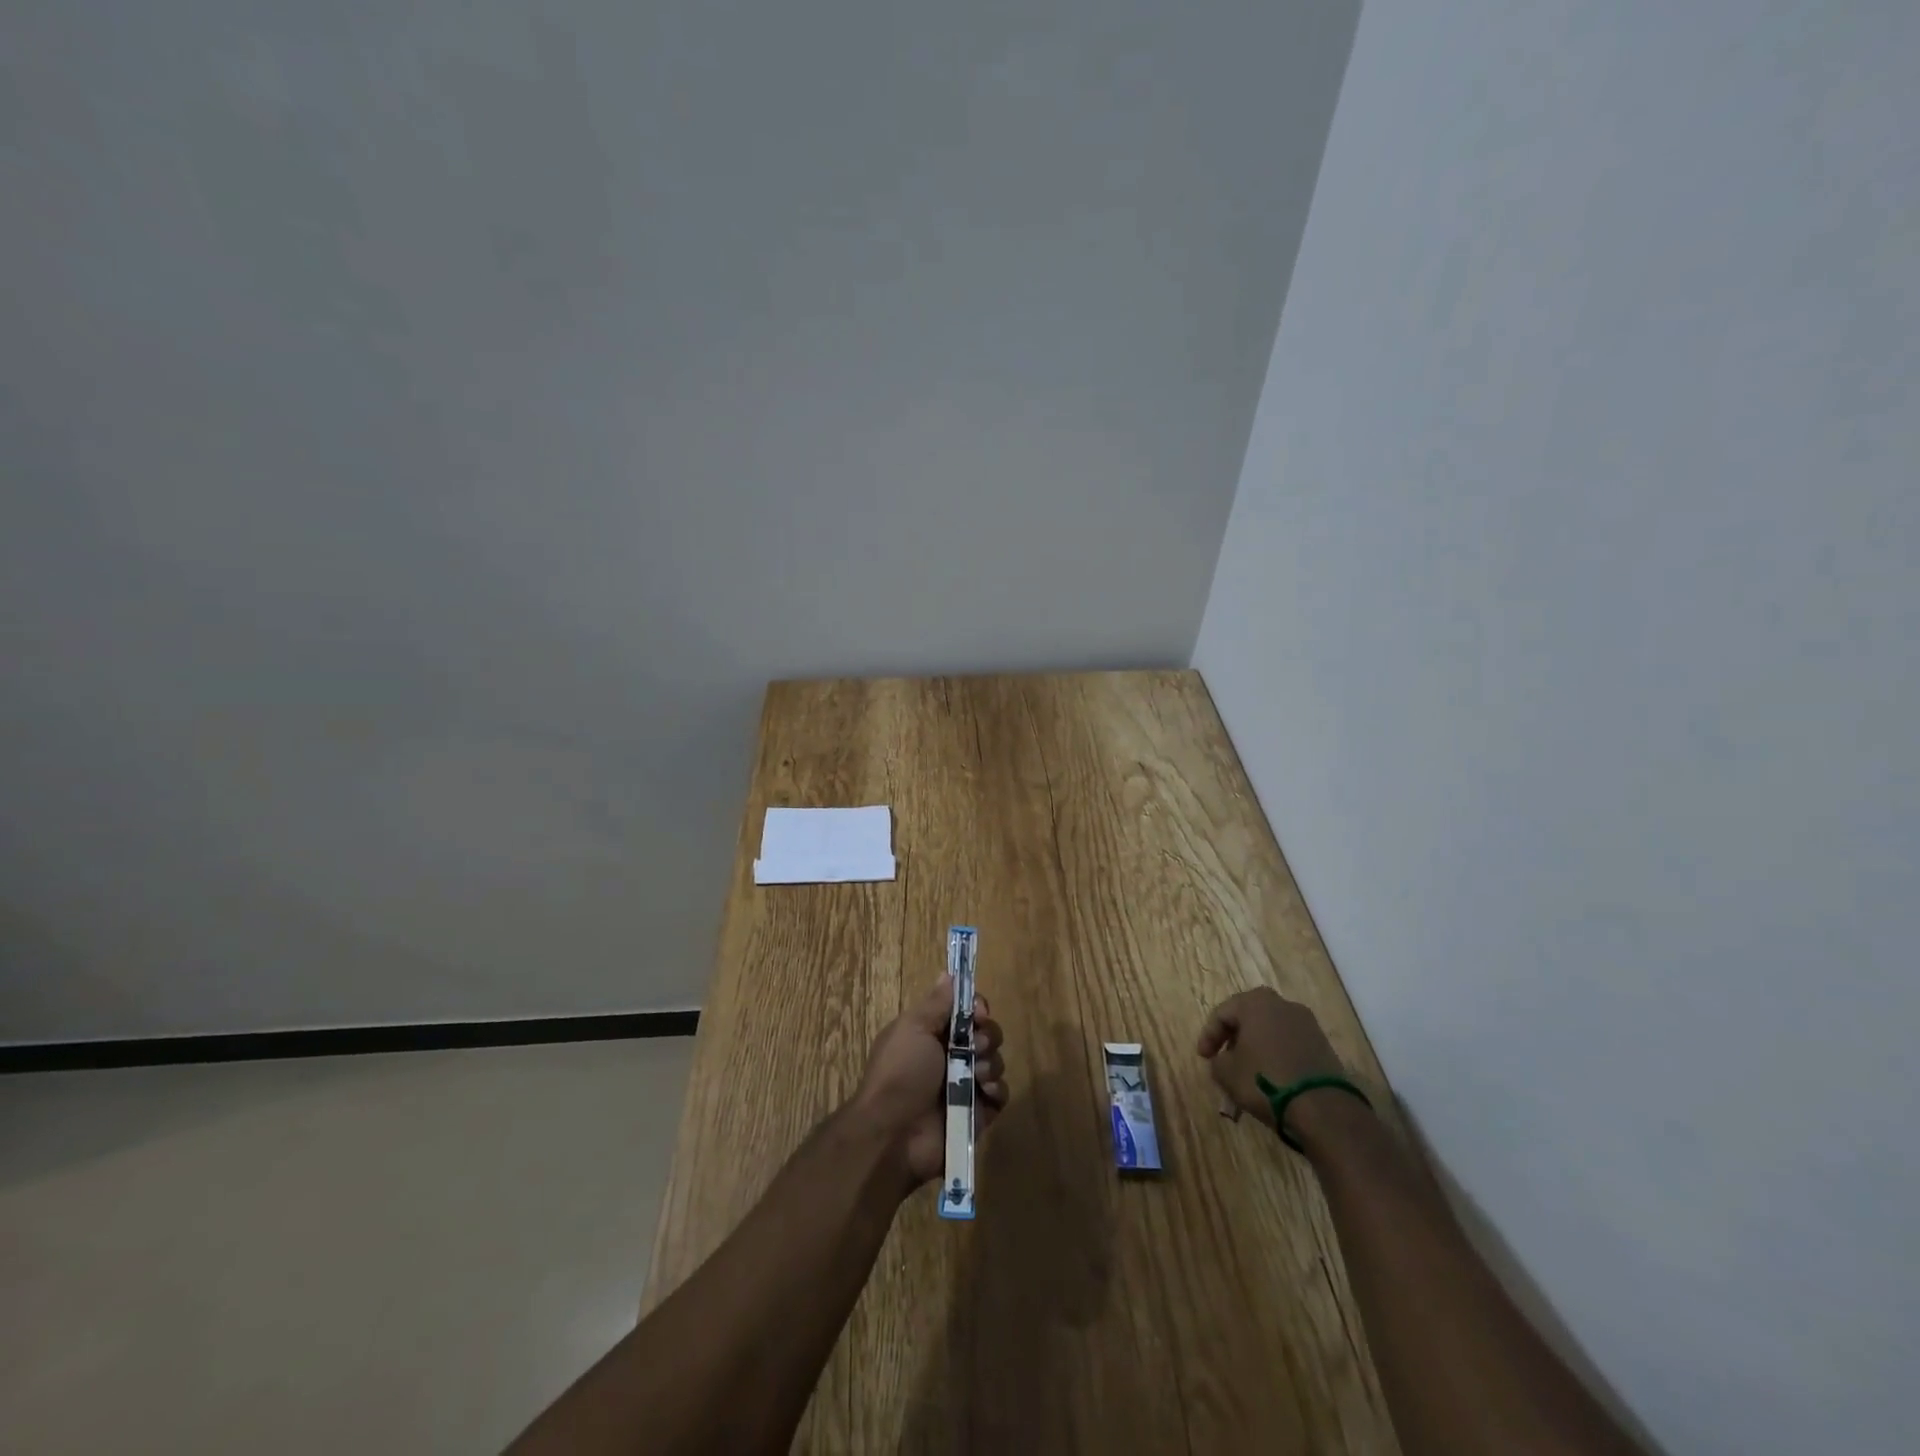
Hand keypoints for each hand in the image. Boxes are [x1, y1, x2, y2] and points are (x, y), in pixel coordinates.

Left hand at [851, 975, 1006, 1189]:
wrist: (894, 1134)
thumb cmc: (901, 1073)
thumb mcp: (913, 1028)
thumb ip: (936, 1003)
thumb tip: (948, 975)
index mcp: (932, 1034)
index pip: (966, 1012)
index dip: (977, 1008)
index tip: (978, 1013)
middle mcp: (951, 1057)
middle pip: (986, 1034)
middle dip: (987, 1036)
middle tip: (974, 1048)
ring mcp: (965, 1086)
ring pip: (996, 1062)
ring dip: (991, 1063)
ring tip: (976, 1075)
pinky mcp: (979, 1113)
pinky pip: (1000, 1094)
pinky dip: (996, 1090)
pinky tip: (984, 1093)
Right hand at [1197, 987, 1350, 1134]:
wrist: (1323, 1108)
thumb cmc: (1265, 1081)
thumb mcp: (1227, 1073)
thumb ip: (1217, 1061)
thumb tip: (1223, 1060)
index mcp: (1255, 1002)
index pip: (1222, 1013)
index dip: (1208, 1036)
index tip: (1203, 1058)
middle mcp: (1282, 1004)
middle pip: (1248, 1018)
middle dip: (1234, 1039)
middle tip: (1225, 1059)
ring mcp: (1307, 1023)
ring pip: (1271, 1031)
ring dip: (1257, 1047)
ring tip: (1248, 1071)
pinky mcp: (1323, 1045)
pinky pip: (1290, 1044)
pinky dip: (1277, 1056)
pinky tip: (1272, 1077)